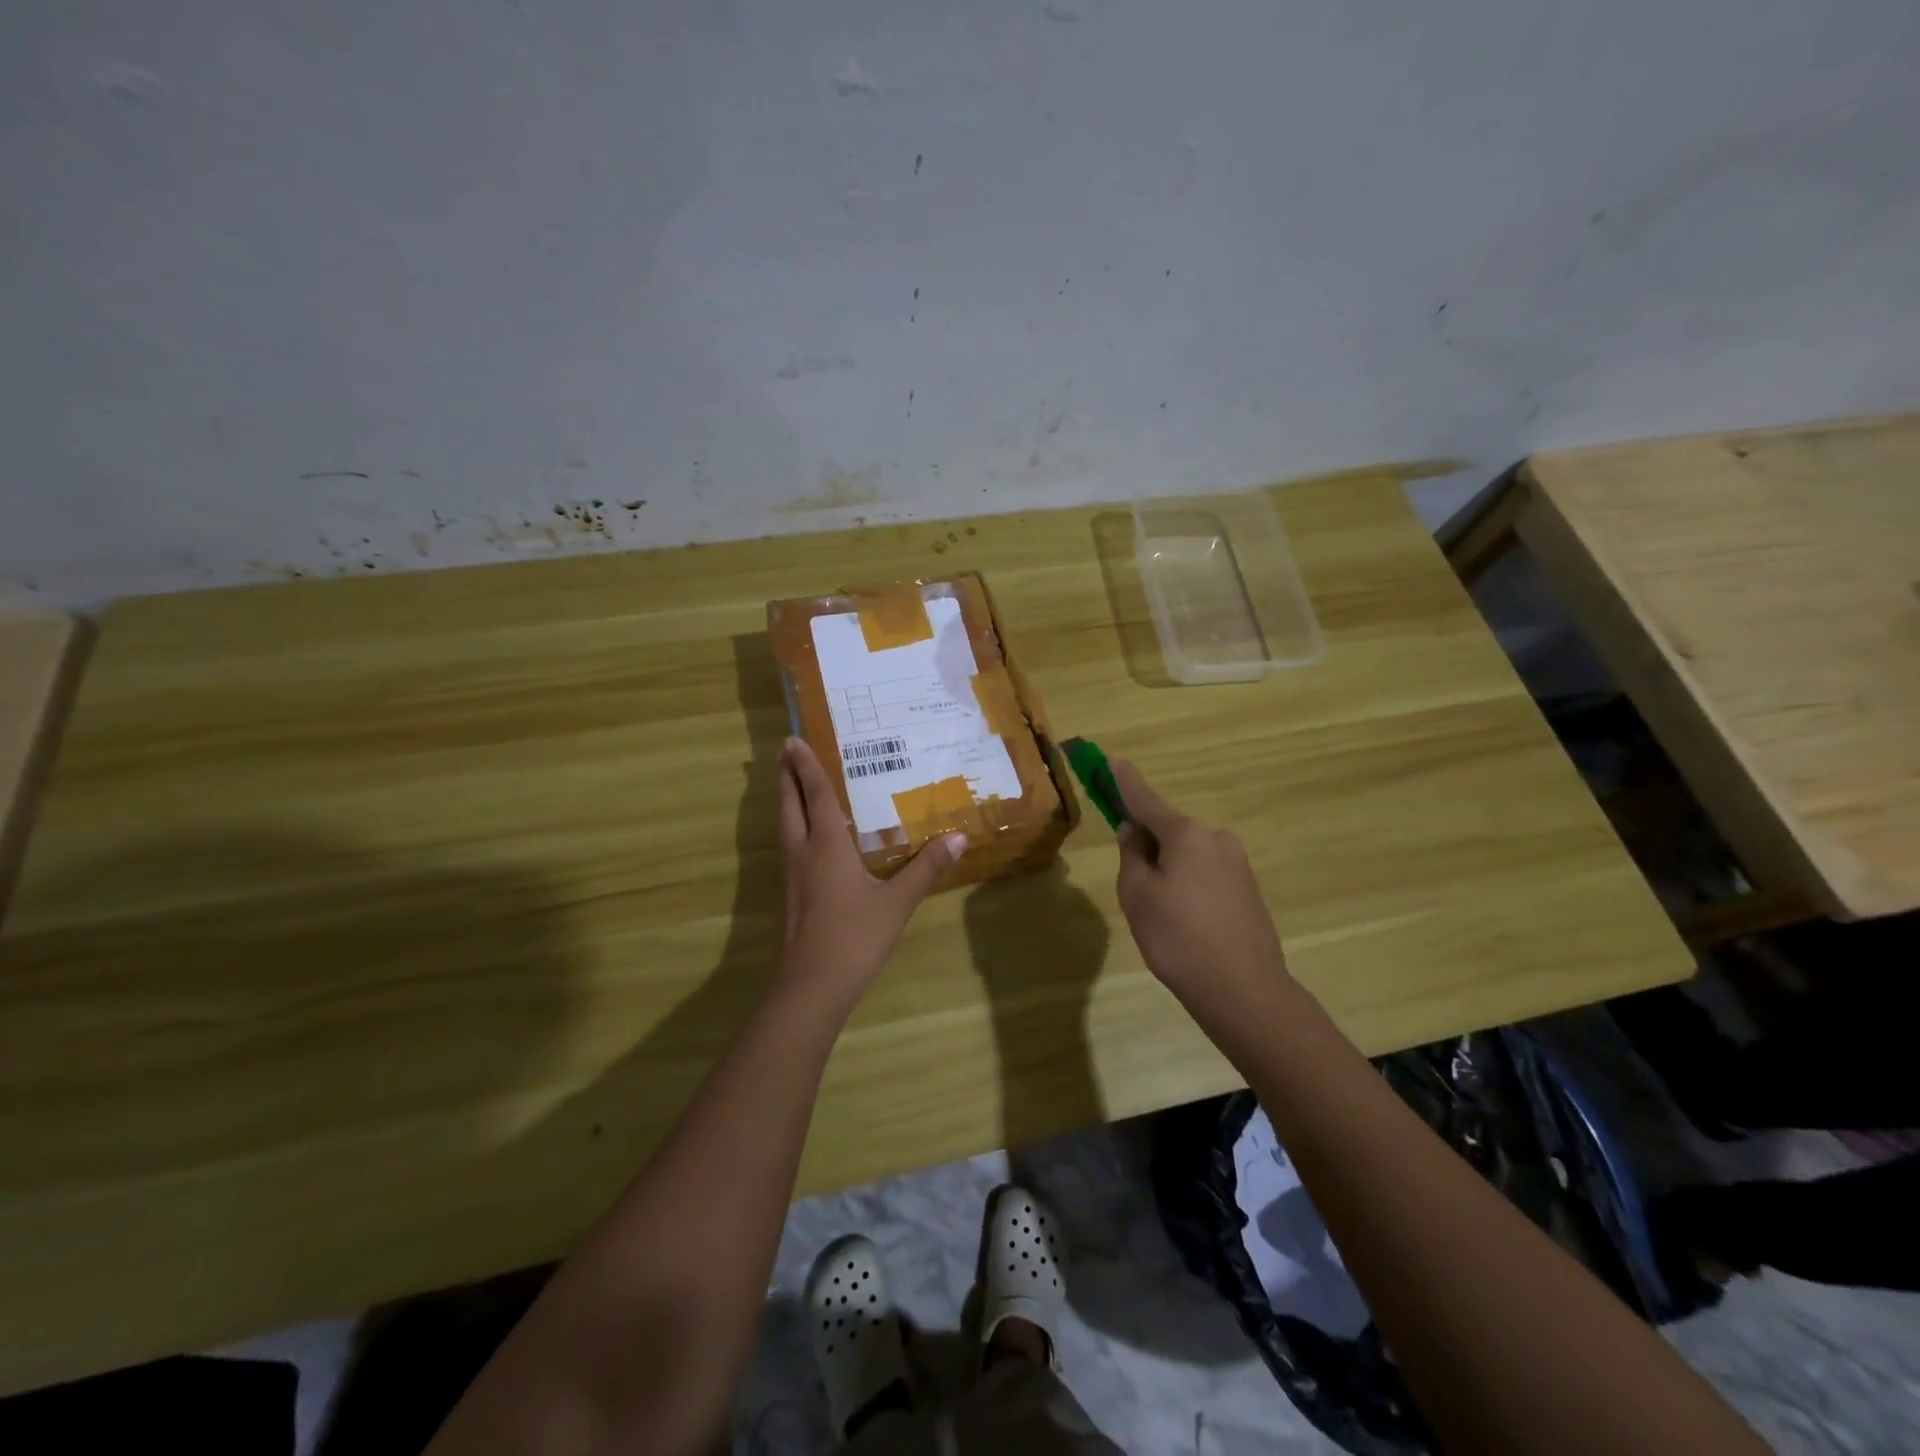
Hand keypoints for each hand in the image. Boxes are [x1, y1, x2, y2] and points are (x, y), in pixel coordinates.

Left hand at [777, 736, 965, 1006]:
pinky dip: (793, 827)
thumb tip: (958, 838)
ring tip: (789, 784)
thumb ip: (925, 869)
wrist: (812, 986)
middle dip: (786, 777)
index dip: (806, 766)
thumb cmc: (855, 936)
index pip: (816, 795)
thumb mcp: (897, 902)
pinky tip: (805, 838)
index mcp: (826, 845)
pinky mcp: (791, 895)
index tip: (792, 740)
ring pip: (784, 826)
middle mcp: (803, 852)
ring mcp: (792, 875)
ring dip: (785, 800)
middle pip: (790, 805)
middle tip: (784, 752)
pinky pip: (789, 847)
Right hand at [1111, 758, 1290, 1004]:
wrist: (1243, 991)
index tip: (1113, 760)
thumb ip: (1132, 856)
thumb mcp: (1137, 896)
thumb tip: (1134, 832)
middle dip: (1149, 848)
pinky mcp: (1249, 890)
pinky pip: (1207, 877)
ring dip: (1171, 871)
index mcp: (1186, 834)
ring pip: (1189, 857)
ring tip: (1164, 918)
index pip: (1146, 800)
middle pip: (1170, 832)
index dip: (1125, 782)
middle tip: (1136, 890)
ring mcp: (1238, 865)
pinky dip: (1191, 889)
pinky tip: (1188, 925)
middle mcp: (1216, 839)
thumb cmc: (1178, 939)